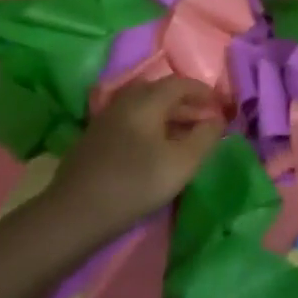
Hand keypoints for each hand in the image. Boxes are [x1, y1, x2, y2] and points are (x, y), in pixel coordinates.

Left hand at [42, 78, 225, 236]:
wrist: (75, 214)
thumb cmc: (135, 183)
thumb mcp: (183, 162)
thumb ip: (206, 137)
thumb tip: (217, 120)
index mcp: (147, 100)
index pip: (181, 83)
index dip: (204, 92)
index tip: (221, 106)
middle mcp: (125, 101)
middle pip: (161, 92)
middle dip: (187, 103)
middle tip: (205, 122)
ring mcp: (106, 119)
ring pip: (144, 107)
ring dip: (168, 116)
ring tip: (184, 136)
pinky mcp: (95, 139)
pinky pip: (131, 121)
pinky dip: (150, 126)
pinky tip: (155, 148)